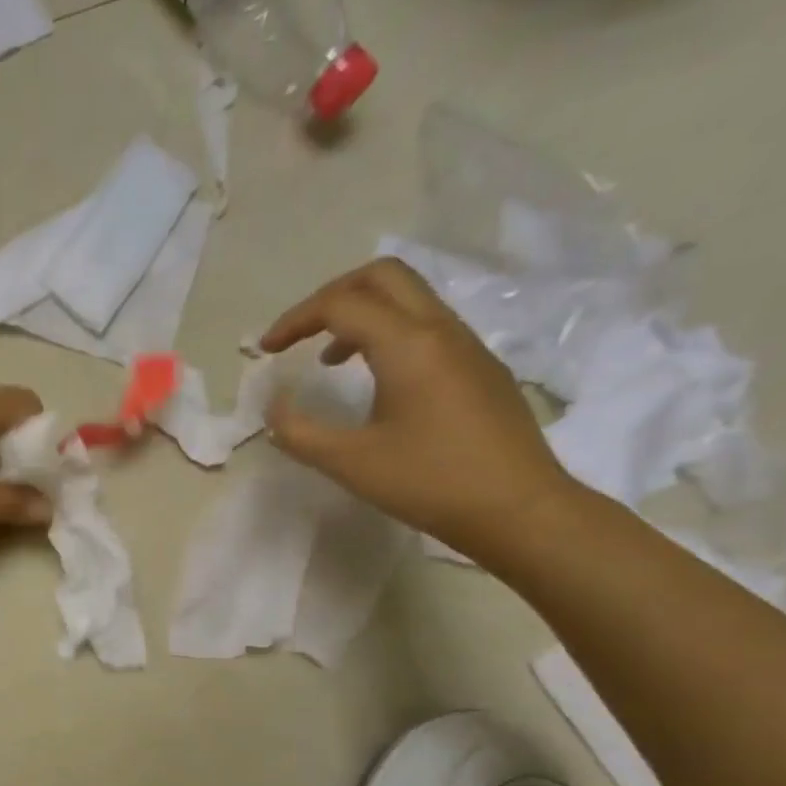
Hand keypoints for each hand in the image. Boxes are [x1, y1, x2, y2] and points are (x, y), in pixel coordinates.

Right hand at [260, 258, 580, 561]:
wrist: (519, 509)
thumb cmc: (430, 483)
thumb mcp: (350, 463)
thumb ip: (300, 432)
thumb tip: (274, 408)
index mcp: (408, 345)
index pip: (341, 304)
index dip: (295, 320)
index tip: (266, 351)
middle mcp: (441, 330)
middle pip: (382, 276)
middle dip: (331, 296)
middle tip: (299, 334)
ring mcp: (467, 346)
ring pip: (408, 299)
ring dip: (361, 315)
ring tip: (328, 360)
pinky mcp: (480, 367)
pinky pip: (427, 327)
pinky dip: (387, 334)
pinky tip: (375, 381)